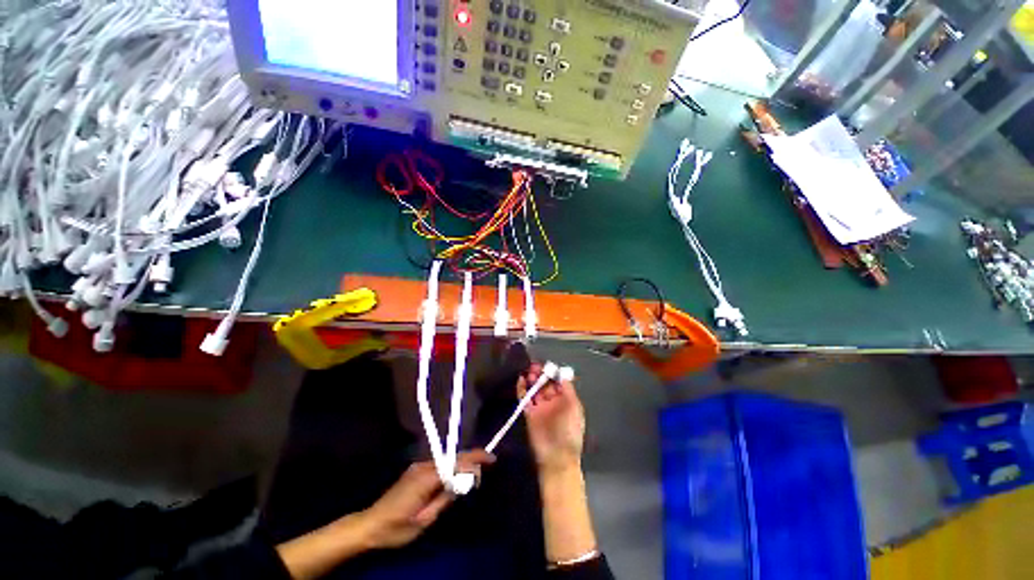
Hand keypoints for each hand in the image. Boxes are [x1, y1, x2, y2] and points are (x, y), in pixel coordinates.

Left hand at [360, 451, 495, 549]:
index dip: (474, 461)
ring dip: (463, 461)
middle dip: (473, 456)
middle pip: (453, 457)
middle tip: (490, 459)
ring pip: (447, 459)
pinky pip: (439, 464)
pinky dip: (453, 465)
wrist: (369, 525)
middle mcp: (423, 466)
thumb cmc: (396, 528)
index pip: (455, 464)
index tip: (491, 461)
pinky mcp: (415, 470)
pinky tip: (459, 473)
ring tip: (478, 468)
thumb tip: (462, 483)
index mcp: (425, 478)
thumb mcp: (423, 520)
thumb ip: (444, 499)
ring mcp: (418, 467)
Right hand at [519, 363, 585, 475]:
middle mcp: (552, 401)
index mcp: (565, 400)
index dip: (553, 373)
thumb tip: (563, 373)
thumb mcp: (573, 407)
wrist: (557, 457)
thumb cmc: (569, 431)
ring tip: (529, 372)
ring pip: (534, 388)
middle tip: (535, 367)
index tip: (548, 365)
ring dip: (531, 379)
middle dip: (541, 374)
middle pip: (545, 383)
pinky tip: (521, 379)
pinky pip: (524, 398)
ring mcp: (540, 407)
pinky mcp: (528, 413)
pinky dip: (521, 389)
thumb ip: (568, 389)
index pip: (558, 382)